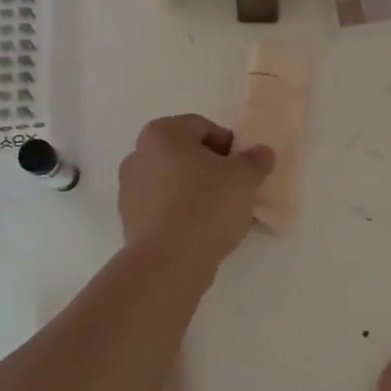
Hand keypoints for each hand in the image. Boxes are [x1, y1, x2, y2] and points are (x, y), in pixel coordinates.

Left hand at [117, 114, 274, 274]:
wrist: (169, 262)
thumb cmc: (206, 205)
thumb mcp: (244, 178)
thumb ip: (255, 160)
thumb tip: (262, 153)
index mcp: (161, 134)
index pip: (202, 127)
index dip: (228, 146)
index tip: (243, 169)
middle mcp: (138, 155)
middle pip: (185, 155)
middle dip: (210, 169)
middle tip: (235, 190)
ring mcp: (129, 191)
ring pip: (173, 183)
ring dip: (196, 192)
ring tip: (221, 216)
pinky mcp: (129, 222)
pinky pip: (164, 209)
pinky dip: (182, 214)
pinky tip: (202, 232)